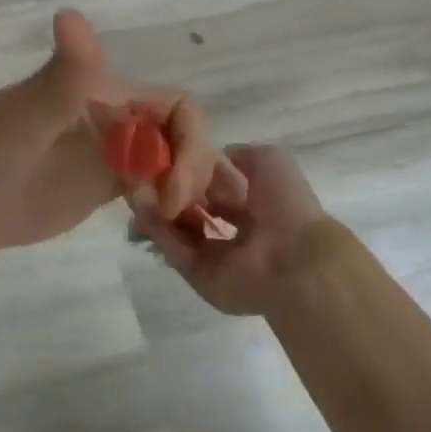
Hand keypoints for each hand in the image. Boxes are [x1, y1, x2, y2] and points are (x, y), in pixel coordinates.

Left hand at [0, 10, 234, 253]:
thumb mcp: (26, 113)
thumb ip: (63, 74)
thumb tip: (71, 14)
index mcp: (104, 93)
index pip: (176, 108)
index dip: (190, 142)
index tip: (169, 188)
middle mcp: (112, 120)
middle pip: (180, 137)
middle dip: (193, 170)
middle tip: (169, 213)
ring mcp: (104, 157)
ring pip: (168, 163)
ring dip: (184, 188)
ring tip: (167, 225)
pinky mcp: (93, 190)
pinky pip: (147, 190)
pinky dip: (165, 205)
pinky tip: (160, 231)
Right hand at [137, 144, 332, 315]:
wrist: (295, 257)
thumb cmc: (285, 204)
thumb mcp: (269, 160)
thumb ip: (240, 154)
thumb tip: (216, 154)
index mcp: (250, 206)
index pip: (210, 189)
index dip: (188, 174)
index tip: (163, 157)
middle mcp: (231, 231)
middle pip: (190, 211)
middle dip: (166, 193)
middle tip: (141, 175)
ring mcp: (214, 257)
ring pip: (177, 231)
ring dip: (156, 211)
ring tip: (136, 189)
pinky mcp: (200, 278)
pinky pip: (174, 252)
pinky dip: (158, 232)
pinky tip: (142, 209)